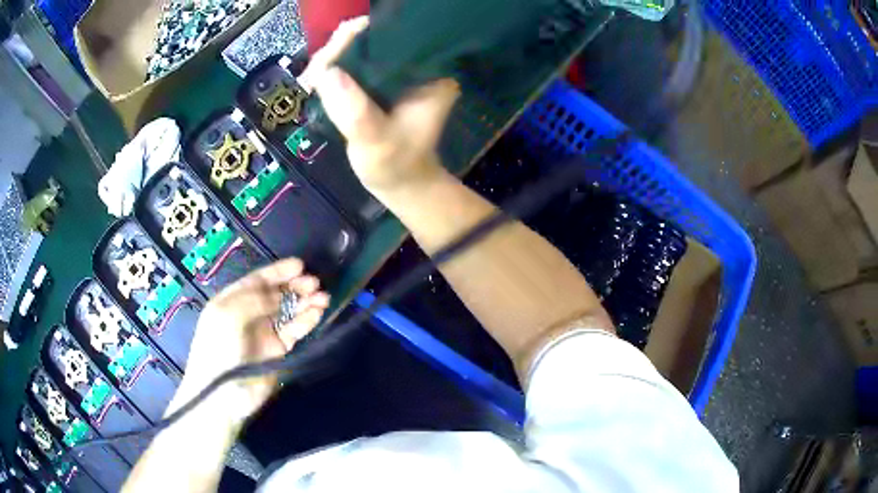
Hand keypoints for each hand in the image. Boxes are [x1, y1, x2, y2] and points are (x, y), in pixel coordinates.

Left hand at [170, 258, 329, 425]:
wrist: (223, 394)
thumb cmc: (218, 348)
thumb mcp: (228, 314)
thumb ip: (255, 299)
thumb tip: (281, 295)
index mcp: (232, 301)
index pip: (256, 280)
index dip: (277, 272)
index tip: (299, 265)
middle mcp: (249, 314)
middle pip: (275, 294)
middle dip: (294, 286)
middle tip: (315, 283)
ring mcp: (265, 333)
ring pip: (288, 312)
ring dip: (305, 303)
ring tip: (324, 297)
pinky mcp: (278, 351)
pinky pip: (294, 331)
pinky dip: (306, 321)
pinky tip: (317, 313)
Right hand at [300, 16, 460, 193]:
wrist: (401, 181)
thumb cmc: (396, 165)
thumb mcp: (378, 142)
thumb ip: (356, 112)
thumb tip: (327, 72)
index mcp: (430, 72)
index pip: (392, 39)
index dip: (356, 41)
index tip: (328, 61)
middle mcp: (417, 64)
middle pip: (372, 40)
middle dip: (339, 51)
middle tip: (314, 75)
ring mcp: (398, 71)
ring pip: (360, 50)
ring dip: (332, 60)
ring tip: (312, 80)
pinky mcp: (382, 80)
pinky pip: (354, 64)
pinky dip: (333, 70)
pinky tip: (317, 82)